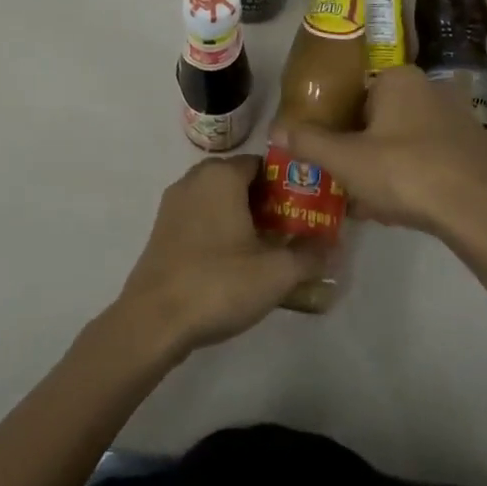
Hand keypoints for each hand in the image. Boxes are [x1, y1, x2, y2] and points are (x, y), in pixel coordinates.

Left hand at [113, 156, 327, 359]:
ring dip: (241, 218)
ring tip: (265, 250)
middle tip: (290, 232)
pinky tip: (233, 263)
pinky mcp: (161, 230)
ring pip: (218, 200)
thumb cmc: (219, 283)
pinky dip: (218, 230)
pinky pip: (200, 218)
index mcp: (221, 175)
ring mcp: (174, 204)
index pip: (262, 164)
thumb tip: (332, 246)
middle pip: (240, 181)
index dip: (286, 185)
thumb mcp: (276, 273)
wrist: (153, 320)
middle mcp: (195, 179)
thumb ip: (310, 255)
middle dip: (266, 203)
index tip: (305, 210)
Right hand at [273, 67, 486, 238]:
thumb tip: (273, 129)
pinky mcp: (477, 146)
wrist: (476, 211)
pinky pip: (434, 155)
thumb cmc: (404, 173)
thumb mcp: (345, 160)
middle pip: (382, 118)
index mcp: (398, 78)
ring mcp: (459, 116)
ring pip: (408, 139)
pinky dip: (419, 173)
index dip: (341, 128)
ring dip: (390, 165)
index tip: (335, 158)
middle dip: (365, 149)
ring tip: (377, 202)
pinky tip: (409, 205)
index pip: (357, 95)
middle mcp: (431, 86)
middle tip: (352, 183)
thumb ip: (308, 142)